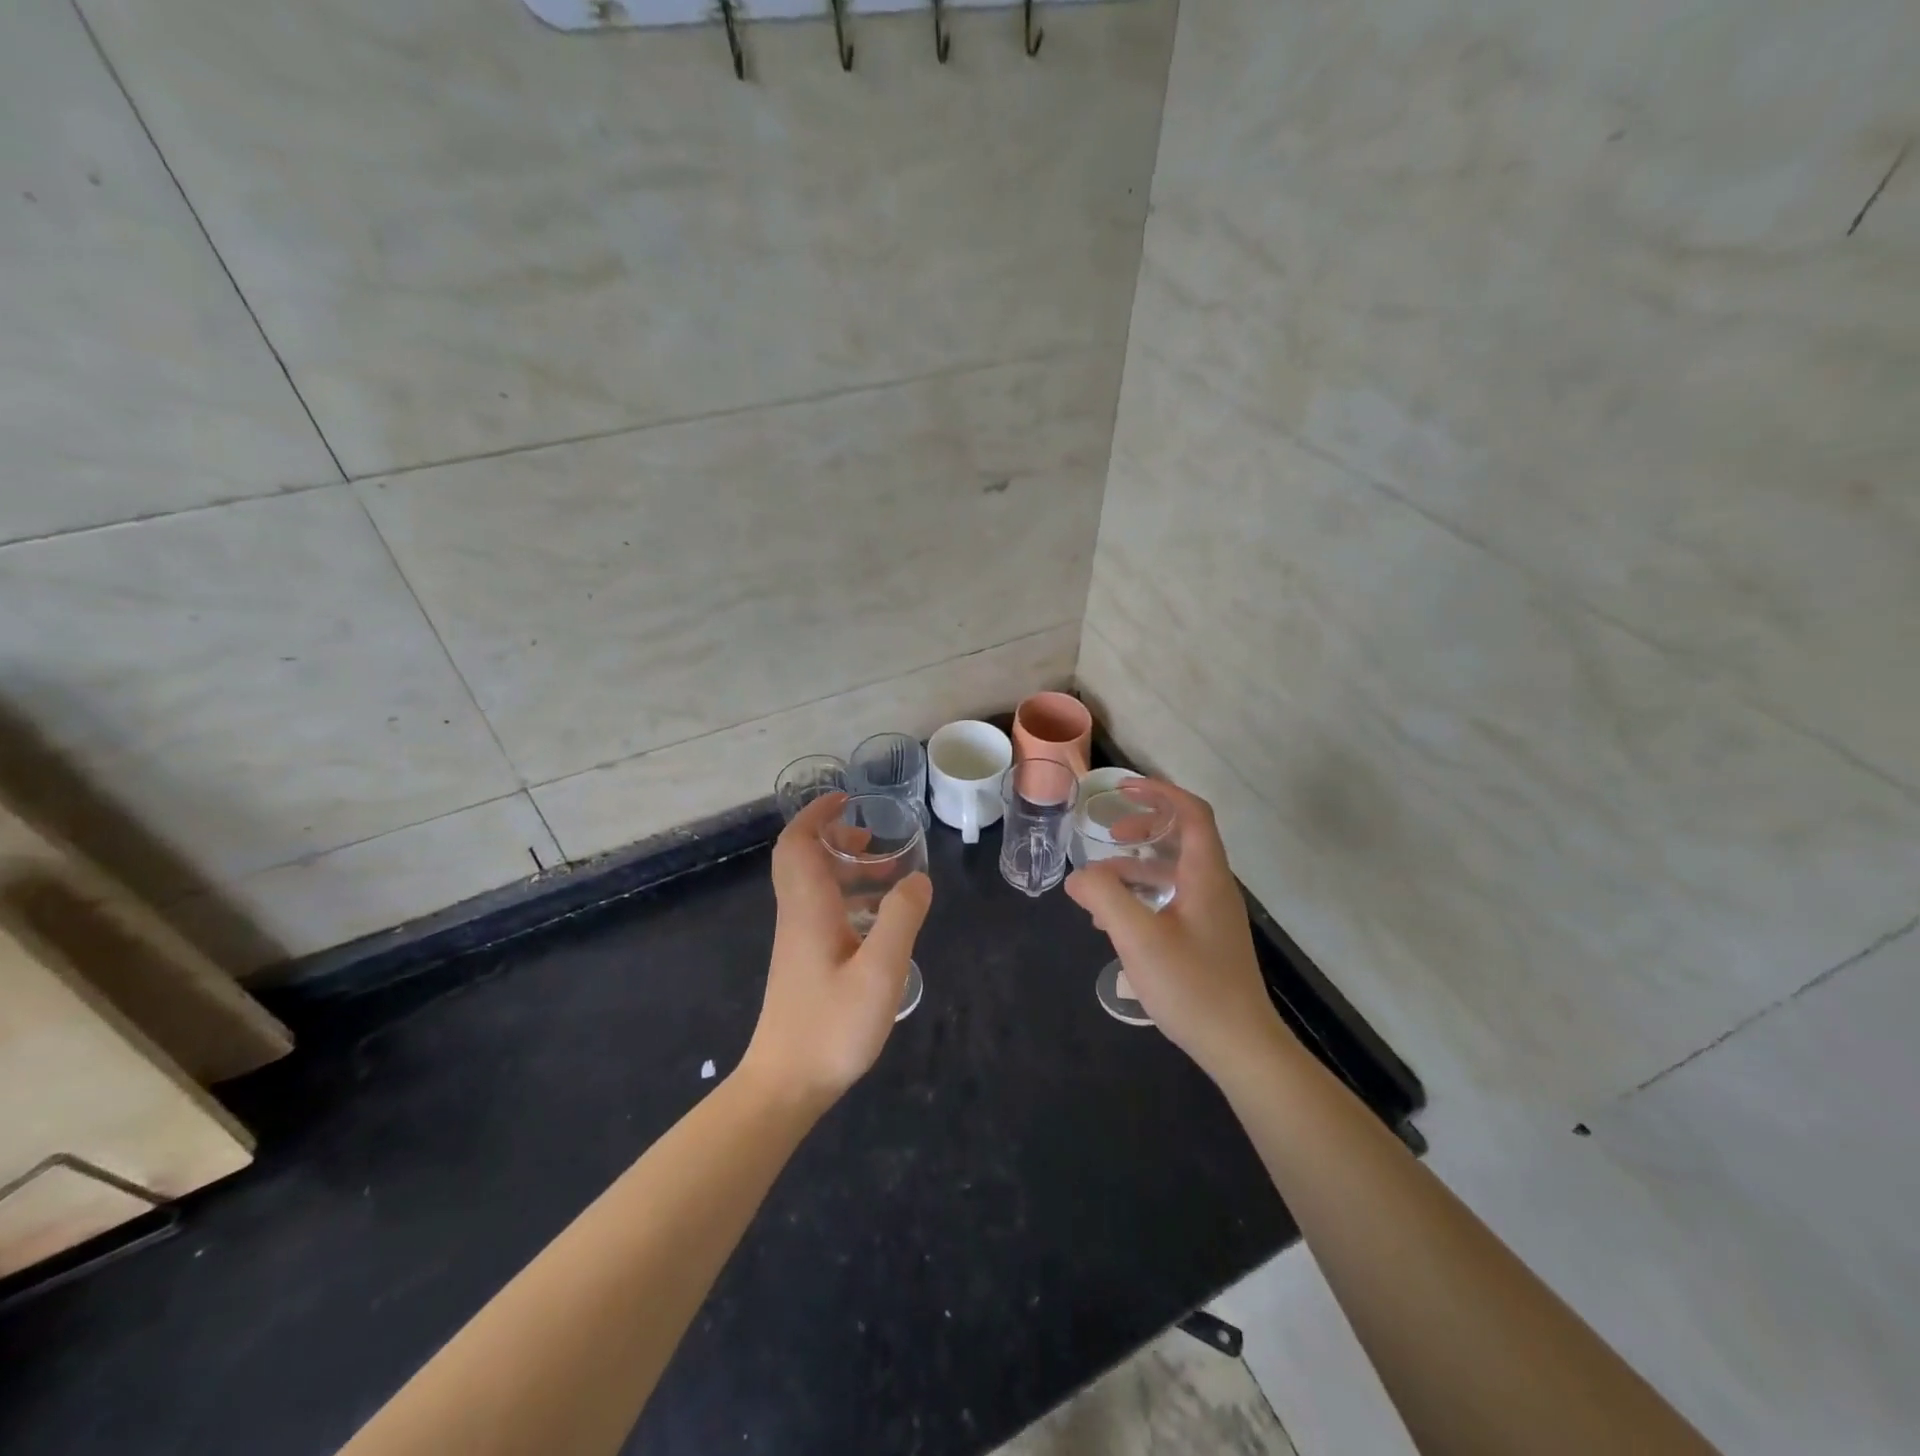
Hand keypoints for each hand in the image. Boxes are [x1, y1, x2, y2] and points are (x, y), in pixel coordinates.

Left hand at [739, 792, 931, 1108]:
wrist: (785, 1085)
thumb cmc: (831, 1026)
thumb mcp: (879, 971)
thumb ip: (900, 919)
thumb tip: (918, 878)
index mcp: (809, 908)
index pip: (798, 844)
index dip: (817, 815)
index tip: (847, 800)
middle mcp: (798, 916)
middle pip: (804, 860)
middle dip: (837, 840)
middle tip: (875, 840)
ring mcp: (798, 941)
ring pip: (816, 888)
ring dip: (848, 871)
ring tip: (892, 876)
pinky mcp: (804, 963)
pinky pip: (824, 912)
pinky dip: (850, 900)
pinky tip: (881, 922)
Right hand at [1065, 781, 1284, 1079]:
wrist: (1240, 1046)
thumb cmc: (1192, 985)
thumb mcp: (1138, 937)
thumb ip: (1104, 897)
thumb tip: (1078, 876)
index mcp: (1206, 875)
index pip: (1192, 813)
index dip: (1160, 793)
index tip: (1123, 789)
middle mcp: (1214, 887)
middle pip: (1183, 838)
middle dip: (1144, 828)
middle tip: (1110, 834)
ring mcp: (1212, 915)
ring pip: (1174, 872)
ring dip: (1136, 868)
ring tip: (1099, 887)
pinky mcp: (1206, 939)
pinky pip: (1173, 899)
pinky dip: (1143, 897)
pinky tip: (1116, 923)